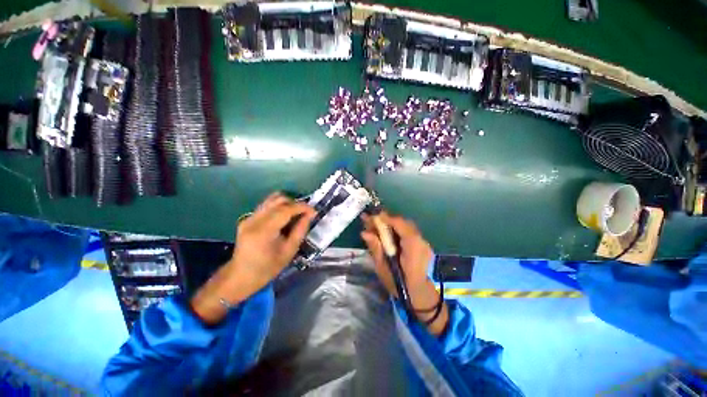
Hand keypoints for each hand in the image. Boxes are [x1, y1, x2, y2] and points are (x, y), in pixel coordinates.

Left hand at [191, 192, 314, 324]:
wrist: (240, 276)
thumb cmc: (267, 268)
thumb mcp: (289, 251)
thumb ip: (300, 230)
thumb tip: (309, 215)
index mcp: (263, 231)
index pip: (286, 209)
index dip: (302, 207)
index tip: (313, 212)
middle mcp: (254, 219)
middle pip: (278, 200)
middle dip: (296, 204)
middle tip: (305, 214)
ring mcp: (249, 217)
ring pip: (272, 199)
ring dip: (288, 204)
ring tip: (296, 214)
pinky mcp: (248, 218)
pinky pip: (267, 205)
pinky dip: (279, 207)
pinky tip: (285, 217)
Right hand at [361, 212, 432, 293]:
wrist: (419, 295)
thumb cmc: (399, 284)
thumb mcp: (383, 269)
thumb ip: (376, 248)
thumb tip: (364, 233)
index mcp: (412, 247)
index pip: (399, 224)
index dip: (385, 218)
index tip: (371, 216)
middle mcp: (421, 241)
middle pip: (403, 222)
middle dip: (386, 220)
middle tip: (370, 220)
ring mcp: (424, 242)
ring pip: (405, 226)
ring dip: (391, 224)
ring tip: (376, 224)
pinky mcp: (423, 244)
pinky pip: (408, 231)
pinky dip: (396, 230)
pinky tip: (386, 233)